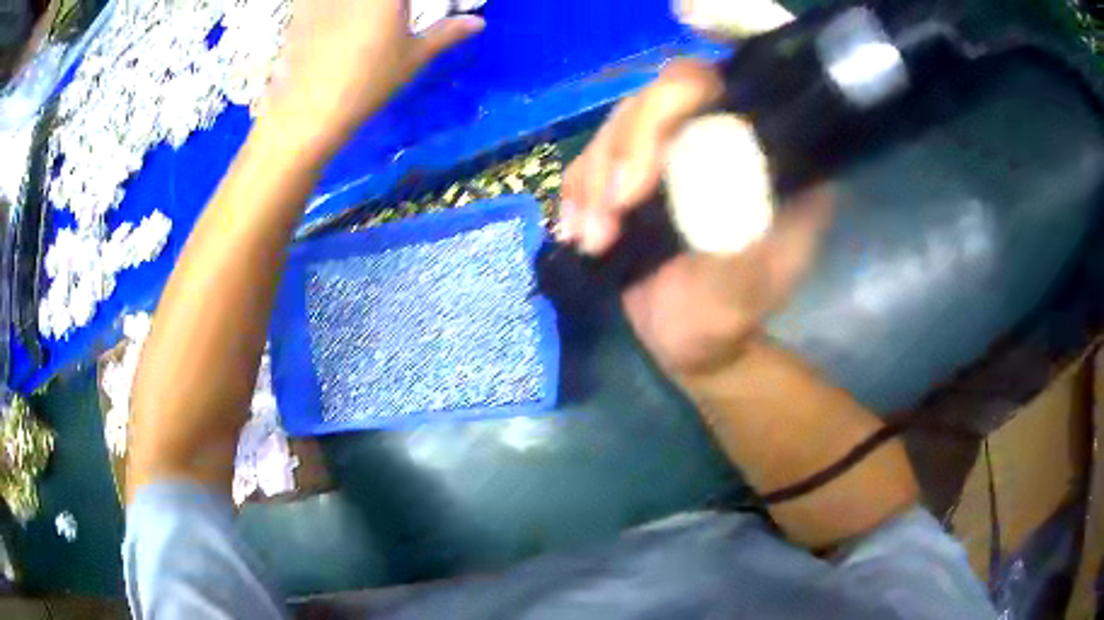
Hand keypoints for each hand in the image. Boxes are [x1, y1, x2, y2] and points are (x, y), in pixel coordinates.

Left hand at [259, 0, 483, 155]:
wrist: (307, 111)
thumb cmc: (367, 82)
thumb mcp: (413, 58)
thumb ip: (446, 34)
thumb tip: (478, 23)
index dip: (404, 6)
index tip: (408, 14)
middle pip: (381, 0)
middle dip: (389, 7)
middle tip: (393, 17)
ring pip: (346, 1)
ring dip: (358, 8)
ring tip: (364, 29)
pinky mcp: (299, 8)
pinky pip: (313, 1)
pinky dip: (326, 8)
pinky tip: (331, 19)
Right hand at [560, 59, 832, 376]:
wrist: (693, 343)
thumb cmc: (727, 317)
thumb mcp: (743, 287)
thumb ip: (739, 235)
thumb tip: (724, 177)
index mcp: (759, 153)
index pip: (713, 89)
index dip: (668, 104)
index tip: (638, 178)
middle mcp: (715, 136)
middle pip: (653, 99)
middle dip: (622, 151)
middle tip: (612, 210)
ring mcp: (670, 152)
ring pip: (615, 127)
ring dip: (593, 180)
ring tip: (594, 239)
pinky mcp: (633, 175)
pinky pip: (590, 162)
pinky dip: (575, 194)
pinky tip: (577, 233)